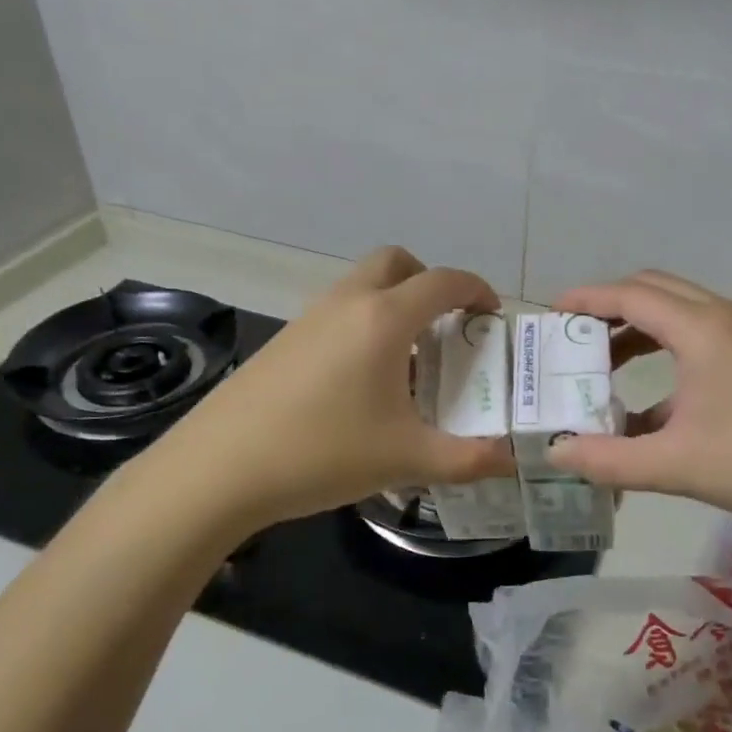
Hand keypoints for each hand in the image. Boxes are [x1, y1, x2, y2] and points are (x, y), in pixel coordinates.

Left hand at [153, 247, 516, 531]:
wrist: (219, 468)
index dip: (476, 290)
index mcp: (383, 319)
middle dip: (429, 282)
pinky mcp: (285, 340)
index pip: (443, 281)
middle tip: (447, 326)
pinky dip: (363, 324)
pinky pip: (337, 312)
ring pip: (362, 286)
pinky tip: (362, 382)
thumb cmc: (322, 453)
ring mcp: (309, 318)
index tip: (492, 316)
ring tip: (409, 361)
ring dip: (394, 304)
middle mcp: (347, 303)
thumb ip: (469, 458)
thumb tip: (512, 460)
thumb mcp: (407, 459)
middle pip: (396, 262)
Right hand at [546, 270, 731, 543]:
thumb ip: (608, 459)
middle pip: (655, 290)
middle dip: (610, 308)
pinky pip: (703, 336)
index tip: (551, 311)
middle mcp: (725, 316)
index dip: (586, 299)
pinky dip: (669, 351)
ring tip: (606, 367)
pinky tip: (656, 403)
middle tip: (575, 339)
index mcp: (702, 329)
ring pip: (681, 311)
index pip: (630, 295)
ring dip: (640, 330)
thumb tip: (556, 453)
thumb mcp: (676, 466)